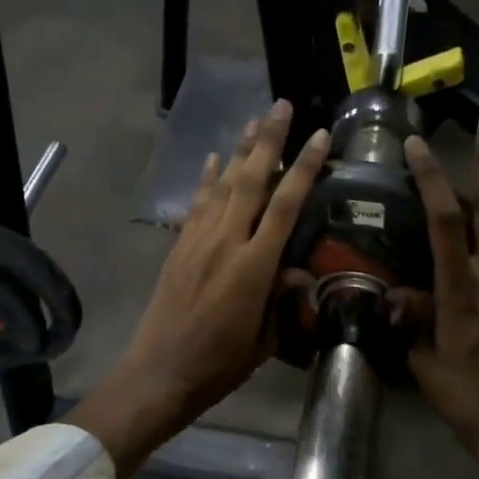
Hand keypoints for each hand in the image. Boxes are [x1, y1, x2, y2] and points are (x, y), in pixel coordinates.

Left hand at [71, 100, 330, 478]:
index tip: (319, 136)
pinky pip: (195, 203)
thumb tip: (300, 271)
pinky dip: (205, 177)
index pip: (284, 205)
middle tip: (281, 105)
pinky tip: (212, 157)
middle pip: (250, 180)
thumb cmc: (219, 364)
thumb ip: (282, 299)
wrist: (159, 373)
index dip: (304, 168)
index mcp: (253, 267)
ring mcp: (197, 240)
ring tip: (254, 119)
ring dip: (239, 150)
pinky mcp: (178, 246)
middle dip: (268, 140)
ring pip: (222, 184)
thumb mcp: (264, 339)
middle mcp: (225, 242)